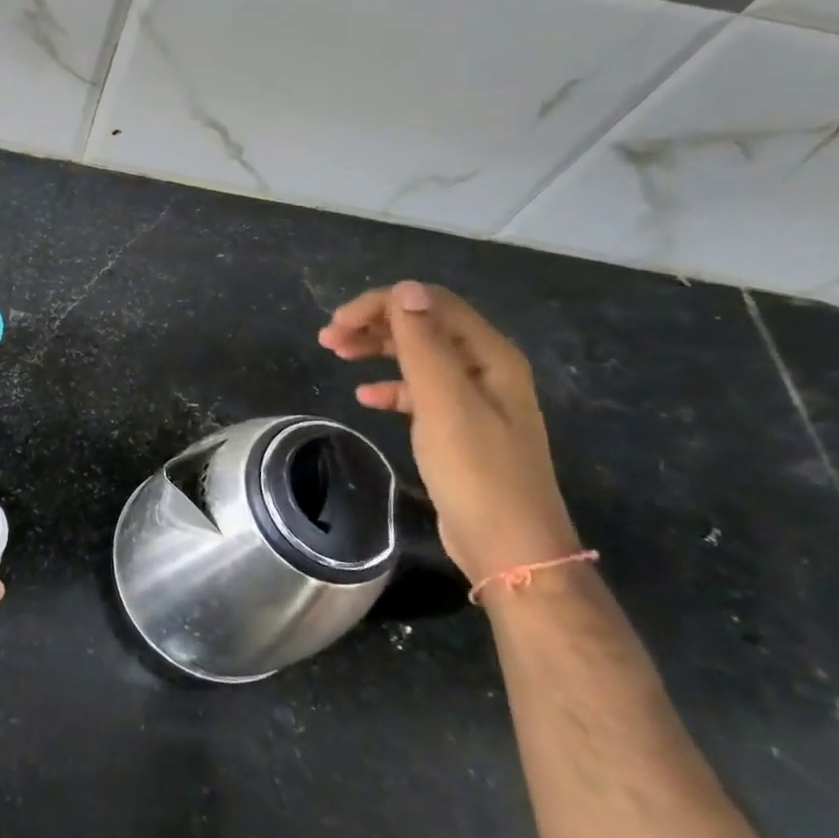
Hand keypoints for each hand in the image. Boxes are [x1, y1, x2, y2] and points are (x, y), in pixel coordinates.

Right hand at [319, 281, 580, 585]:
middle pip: (424, 326)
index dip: (382, 304)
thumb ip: (423, 343)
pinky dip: (390, 387)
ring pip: (418, 356)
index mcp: (489, 355)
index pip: (430, 304)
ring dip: (378, 350)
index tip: (338, 323)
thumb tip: (405, 289)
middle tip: (328, 338)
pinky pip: (419, 392)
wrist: (509, 548)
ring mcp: (474, 400)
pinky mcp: (460, 429)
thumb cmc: (476, 472)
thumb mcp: (444, 402)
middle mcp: (486, 369)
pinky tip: (365, 397)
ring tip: (337, 355)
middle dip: (375, 324)